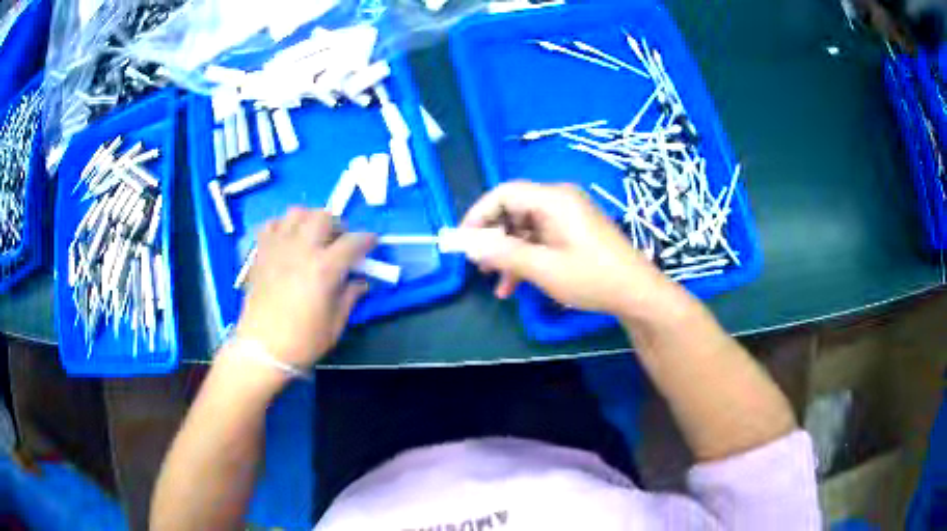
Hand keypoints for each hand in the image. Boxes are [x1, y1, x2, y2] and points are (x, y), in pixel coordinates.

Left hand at [234, 207, 374, 367]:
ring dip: (310, 219)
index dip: (367, 240)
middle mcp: (301, 249)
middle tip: (339, 241)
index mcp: (324, 269)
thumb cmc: (302, 341)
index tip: (372, 243)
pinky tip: (287, 240)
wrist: (262, 349)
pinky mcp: (261, 253)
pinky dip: (283, 226)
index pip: (353, 242)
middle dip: (338, 225)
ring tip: (312, 236)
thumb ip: (350, 296)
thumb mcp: (335, 323)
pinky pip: (271, 224)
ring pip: (296, 212)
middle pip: (324, 216)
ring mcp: (278, 248)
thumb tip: (361, 282)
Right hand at [461, 181, 672, 316]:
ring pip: (525, 227)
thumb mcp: (544, 268)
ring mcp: (568, 215)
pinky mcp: (573, 230)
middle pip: (513, 210)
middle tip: (480, 266)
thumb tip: (470, 245)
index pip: (504, 194)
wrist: (637, 293)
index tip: (463, 241)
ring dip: (508, 254)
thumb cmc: (592, 277)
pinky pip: (541, 237)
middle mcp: (559, 199)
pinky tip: (515, 285)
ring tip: (497, 283)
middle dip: (493, 238)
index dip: (478, 215)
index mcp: (553, 199)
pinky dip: (526, 257)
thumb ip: (504, 254)